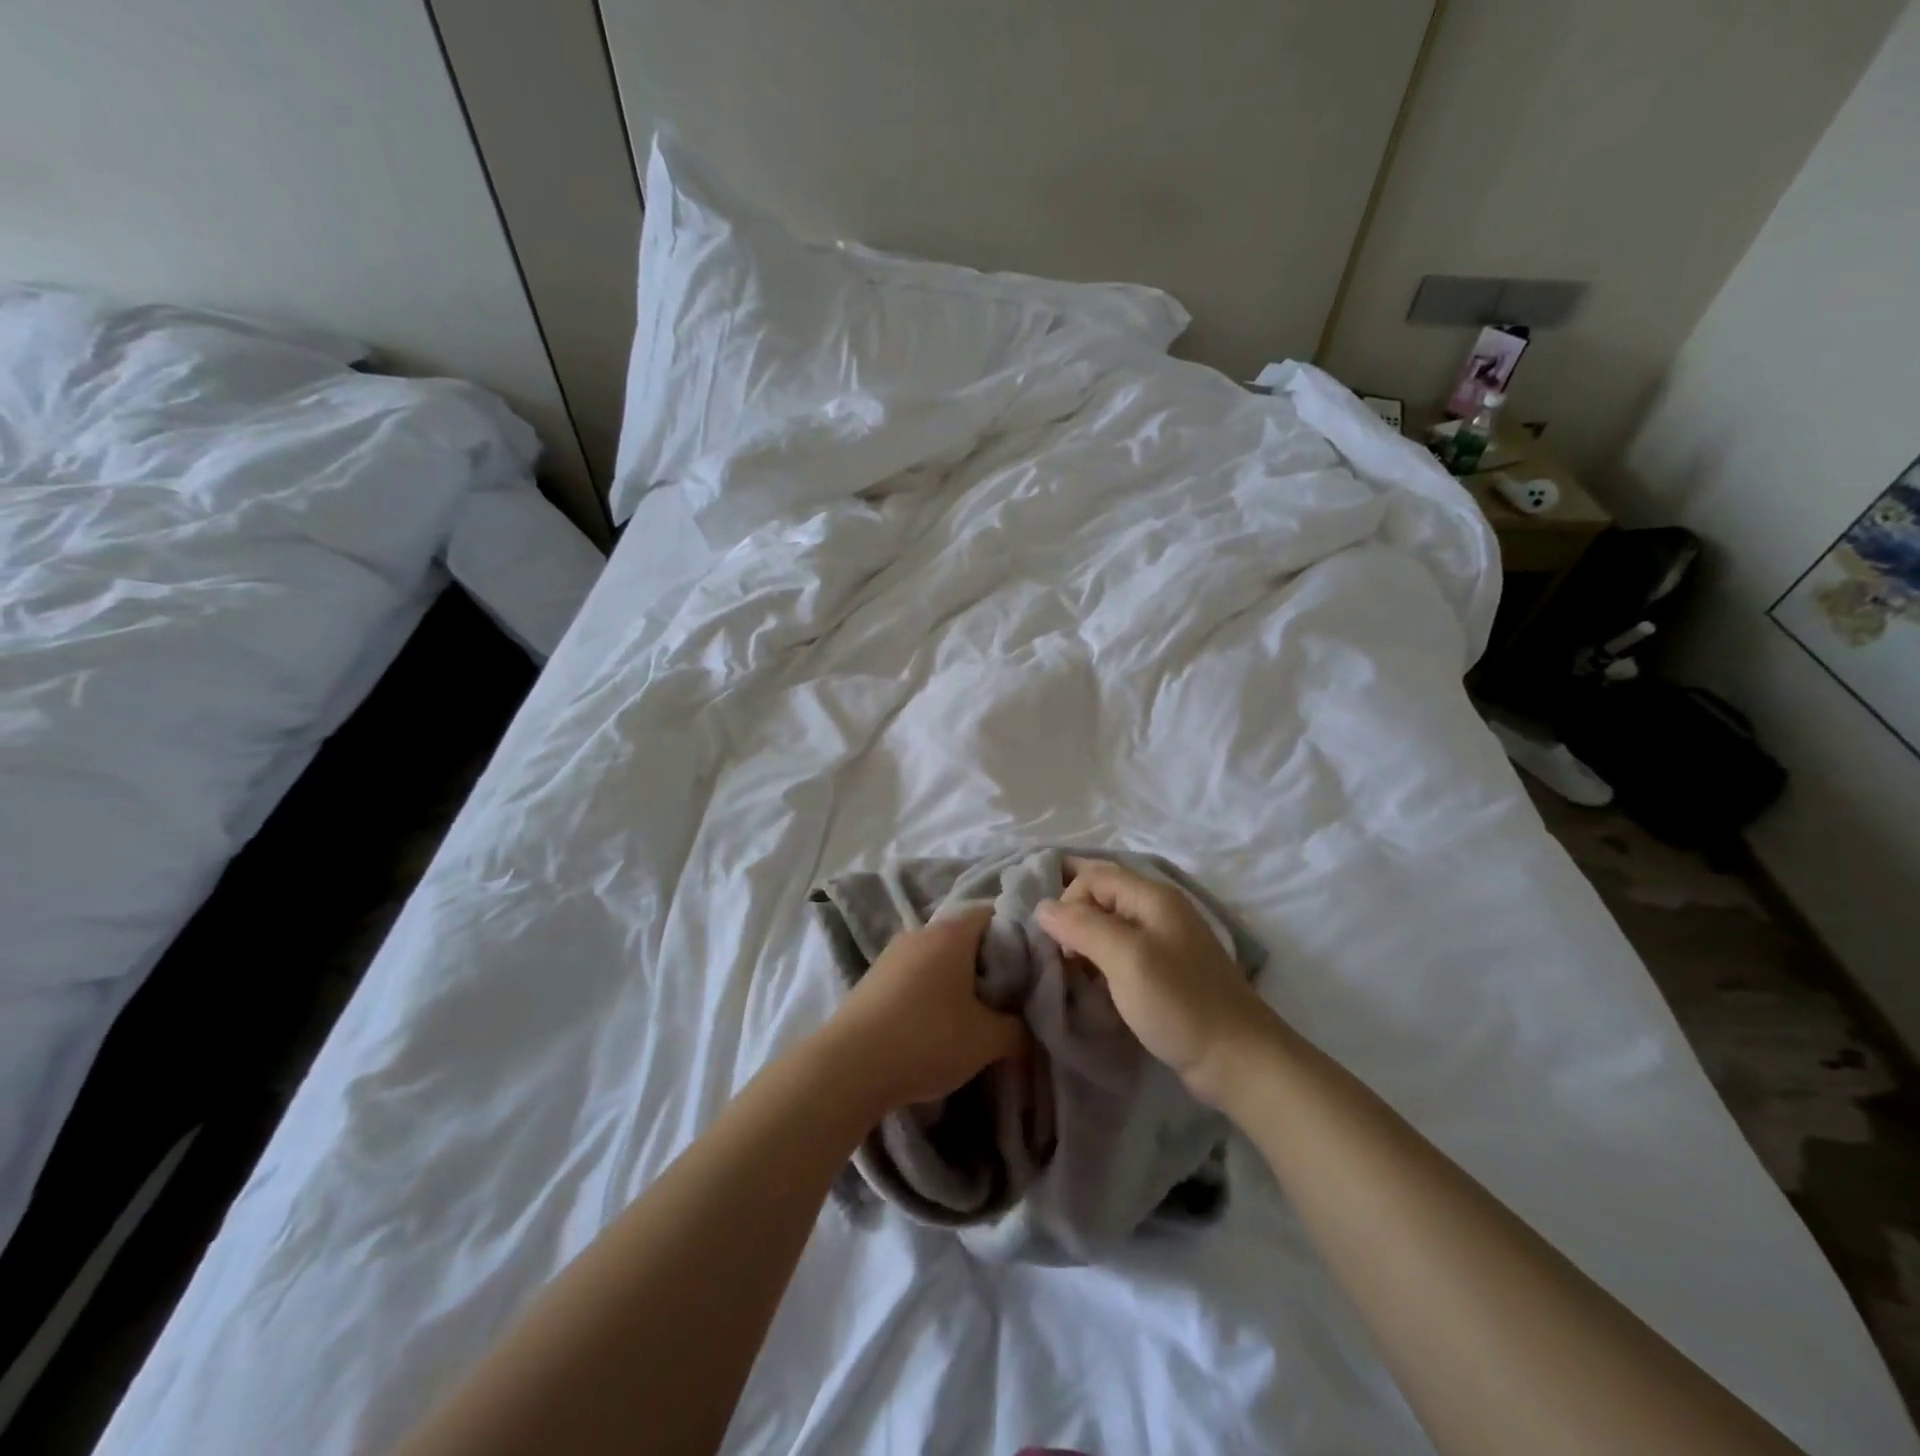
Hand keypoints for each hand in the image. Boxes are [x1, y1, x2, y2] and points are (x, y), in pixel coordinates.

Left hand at [827, 906, 1026, 1113]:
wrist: (848, 1067)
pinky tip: (936, 1024)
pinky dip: (930, 991)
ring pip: (938, 957)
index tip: (1029, 969)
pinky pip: (914, 975)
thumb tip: (1028, 1028)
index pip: (993, 914)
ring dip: (957, 980)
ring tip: (973, 1016)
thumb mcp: (986, 1041)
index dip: (1016, 937)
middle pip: (965, 936)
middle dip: (987, 964)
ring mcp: (892, 954)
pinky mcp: (873, 978)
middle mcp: (920, 932)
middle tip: (1007, 997)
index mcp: (952, 933)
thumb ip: (1018, 1030)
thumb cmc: (927, 1039)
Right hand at [1036, 857, 1280, 1106]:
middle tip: (1058, 955)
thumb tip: (1042, 906)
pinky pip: (1123, 951)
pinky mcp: (1167, 971)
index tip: (1057, 941)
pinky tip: (1094, 984)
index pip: (1095, 875)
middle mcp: (1160, 910)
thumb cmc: (1180, 1003)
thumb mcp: (1125, 959)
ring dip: (1086, 941)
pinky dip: (1102, 960)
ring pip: (1111, 924)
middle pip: (1103, 895)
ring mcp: (1166, 941)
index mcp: (1154, 897)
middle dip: (1074, 917)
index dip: (1069, 899)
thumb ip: (1082, 926)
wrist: (1238, 1060)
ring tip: (1071, 971)